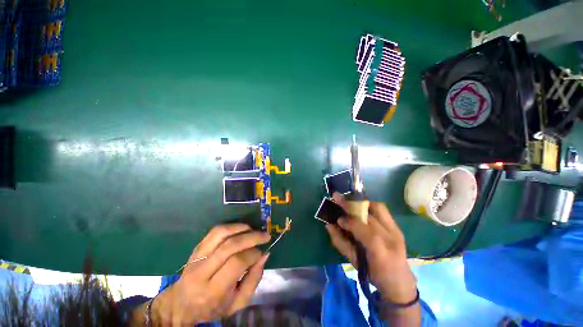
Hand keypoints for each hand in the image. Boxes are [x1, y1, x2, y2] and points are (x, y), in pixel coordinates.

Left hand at [148, 224, 270, 324]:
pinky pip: (214, 231)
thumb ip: (254, 279)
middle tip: (265, 235)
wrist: (182, 304)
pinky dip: (230, 226)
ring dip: (241, 228)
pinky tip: (241, 228)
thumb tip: (264, 255)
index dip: (253, 254)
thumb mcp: (237, 303)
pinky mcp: (196, 248)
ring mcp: (197, 257)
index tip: (263, 252)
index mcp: (213, 290)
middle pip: (230, 246)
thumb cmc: (213, 307)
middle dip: (252, 237)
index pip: (237, 263)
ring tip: (253, 230)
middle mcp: (202, 271)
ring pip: (221, 233)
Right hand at [325, 193, 417, 304]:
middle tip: (338, 198)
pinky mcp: (398, 228)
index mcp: (380, 252)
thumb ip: (340, 242)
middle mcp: (392, 238)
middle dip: (351, 205)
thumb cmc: (373, 274)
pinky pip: (383, 210)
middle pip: (370, 215)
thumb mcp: (354, 262)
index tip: (338, 219)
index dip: (348, 221)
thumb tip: (329, 225)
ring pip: (379, 208)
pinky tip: (360, 209)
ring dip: (361, 203)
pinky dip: (369, 206)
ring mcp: (397, 231)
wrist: (400, 282)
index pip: (363, 230)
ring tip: (350, 203)